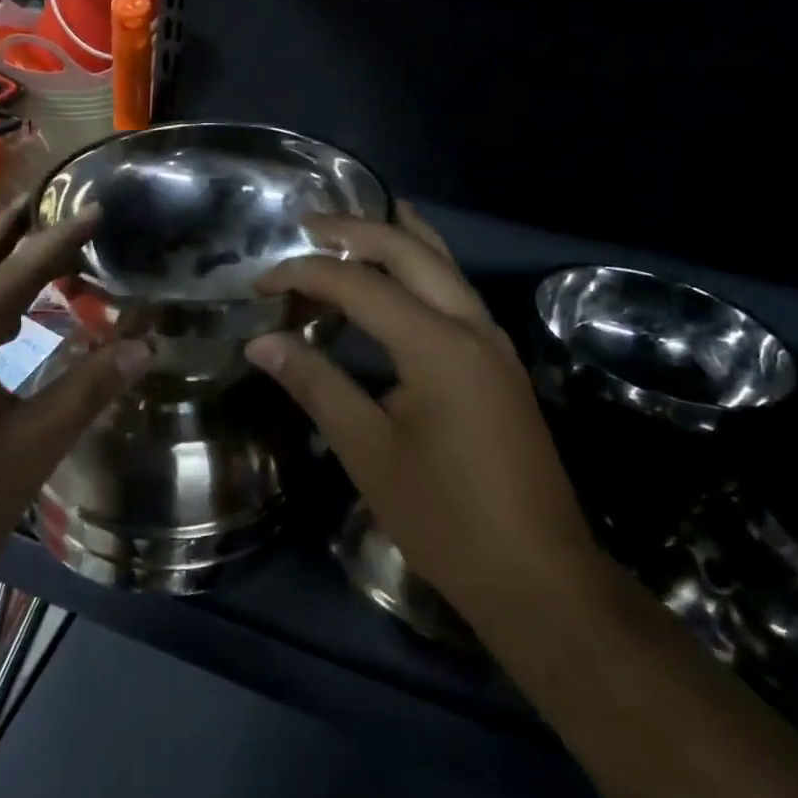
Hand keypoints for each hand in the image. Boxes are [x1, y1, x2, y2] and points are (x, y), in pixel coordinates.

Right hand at [243, 205, 598, 616]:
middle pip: (411, 251)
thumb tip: (261, 342)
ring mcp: (494, 343)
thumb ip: (316, 384)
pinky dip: (420, 270)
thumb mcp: (367, 450)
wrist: (538, 576)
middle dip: (356, 230)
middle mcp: (472, 326)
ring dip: (397, 239)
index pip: (359, 284)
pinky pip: (456, 292)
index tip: (260, 284)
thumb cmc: (444, 517)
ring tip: (353, 226)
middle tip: (307, 222)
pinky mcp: (500, 364)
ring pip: (443, 265)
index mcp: (437, 344)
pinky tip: (397, 280)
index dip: (304, 274)